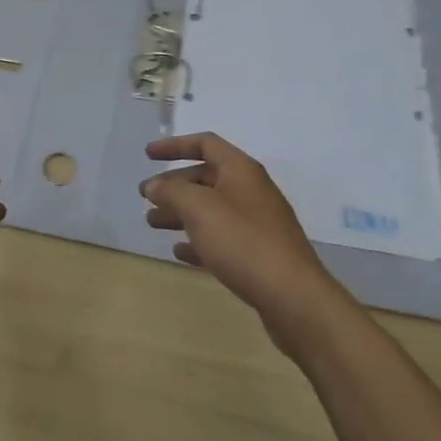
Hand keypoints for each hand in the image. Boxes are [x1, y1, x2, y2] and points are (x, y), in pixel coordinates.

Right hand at [140, 132, 351, 352]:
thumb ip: (172, 191)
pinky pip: (222, 238)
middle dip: (174, 185)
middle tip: (146, 198)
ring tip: (153, 224)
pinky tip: (180, 252)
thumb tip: (155, 186)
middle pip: (206, 177)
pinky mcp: (259, 254)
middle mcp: (250, 190)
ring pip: (212, 209)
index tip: (147, 156)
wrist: (293, 297)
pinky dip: (199, 240)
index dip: (174, 145)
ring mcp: (258, 223)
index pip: (205, 143)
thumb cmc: (243, 242)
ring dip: (181, 213)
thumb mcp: (200, 209)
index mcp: (240, 170)